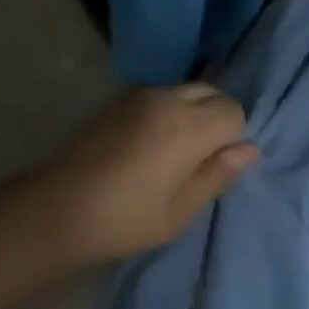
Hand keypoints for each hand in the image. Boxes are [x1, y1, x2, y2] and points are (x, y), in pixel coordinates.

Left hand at [29, 84, 257, 262]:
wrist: (58, 207)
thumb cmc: (125, 218)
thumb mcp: (180, 211)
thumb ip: (218, 174)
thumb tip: (250, 150)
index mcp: (189, 126)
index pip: (234, 112)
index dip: (232, 138)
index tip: (213, 167)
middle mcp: (168, 99)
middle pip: (212, 92)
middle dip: (216, 118)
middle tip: (198, 159)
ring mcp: (140, 95)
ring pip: (186, 90)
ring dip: (192, 112)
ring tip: (173, 152)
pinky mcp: (119, 100)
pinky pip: (160, 95)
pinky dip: (169, 111)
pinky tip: (149, 144)